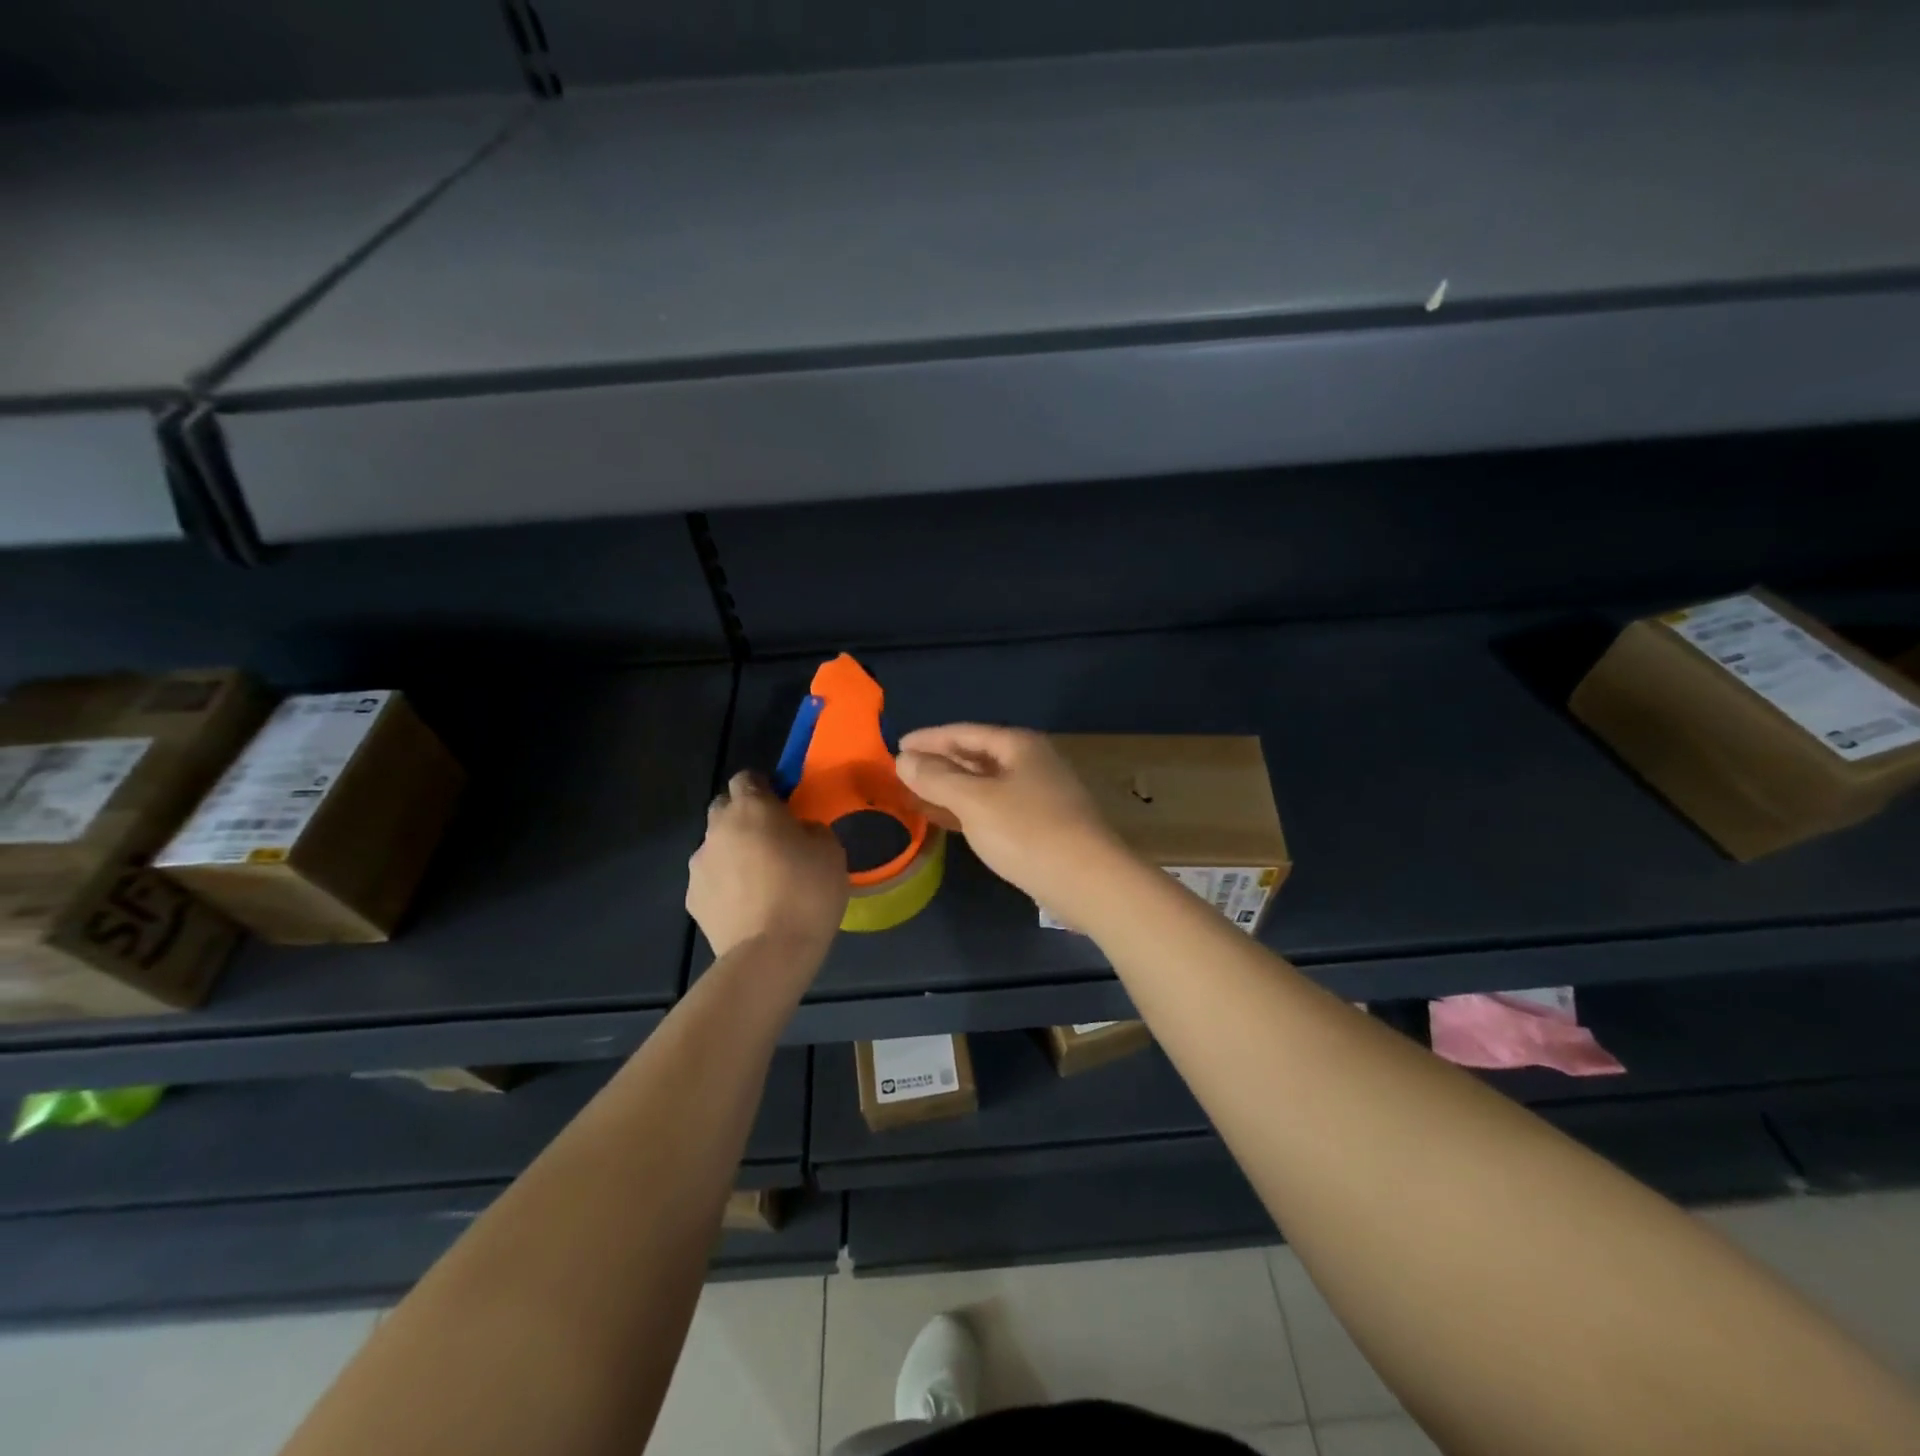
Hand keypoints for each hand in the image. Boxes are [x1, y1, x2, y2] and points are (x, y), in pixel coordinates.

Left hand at [688, 771, 847, 958]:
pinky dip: (725, 885)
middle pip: (725, 808)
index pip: (747, 777)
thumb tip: (798, 831)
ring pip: (716, 846)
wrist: (770, 954)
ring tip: (760, 881)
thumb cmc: (807, 893)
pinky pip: (711, 880)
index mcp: (752, 808)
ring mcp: (699, 865)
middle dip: (744, 817)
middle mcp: (718, 828)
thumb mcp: (830, 851)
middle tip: (772, 840)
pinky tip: (747, 906)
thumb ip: (811, 829)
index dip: (765, 787)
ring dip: (733, 853)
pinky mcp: (692, 899)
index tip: (783, 805)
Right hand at [895, 724, 1126, 916]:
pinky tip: (947, 820)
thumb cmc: (1028, 833)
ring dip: (951, 788)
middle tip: (902, 771)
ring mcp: (1039, 795)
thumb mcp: (974, 801)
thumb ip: (937, 778)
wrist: (1089, 882)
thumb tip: (904, 759)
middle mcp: (1031, 763)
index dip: (929, 738)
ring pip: (984, 784)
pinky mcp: (1041, 826)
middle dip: (939, 763)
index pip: (964, 732)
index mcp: (1019, 746)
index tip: (897, 745)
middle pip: (976, 756)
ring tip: (916, 794)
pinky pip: (994, 808)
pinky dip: (967, 809)